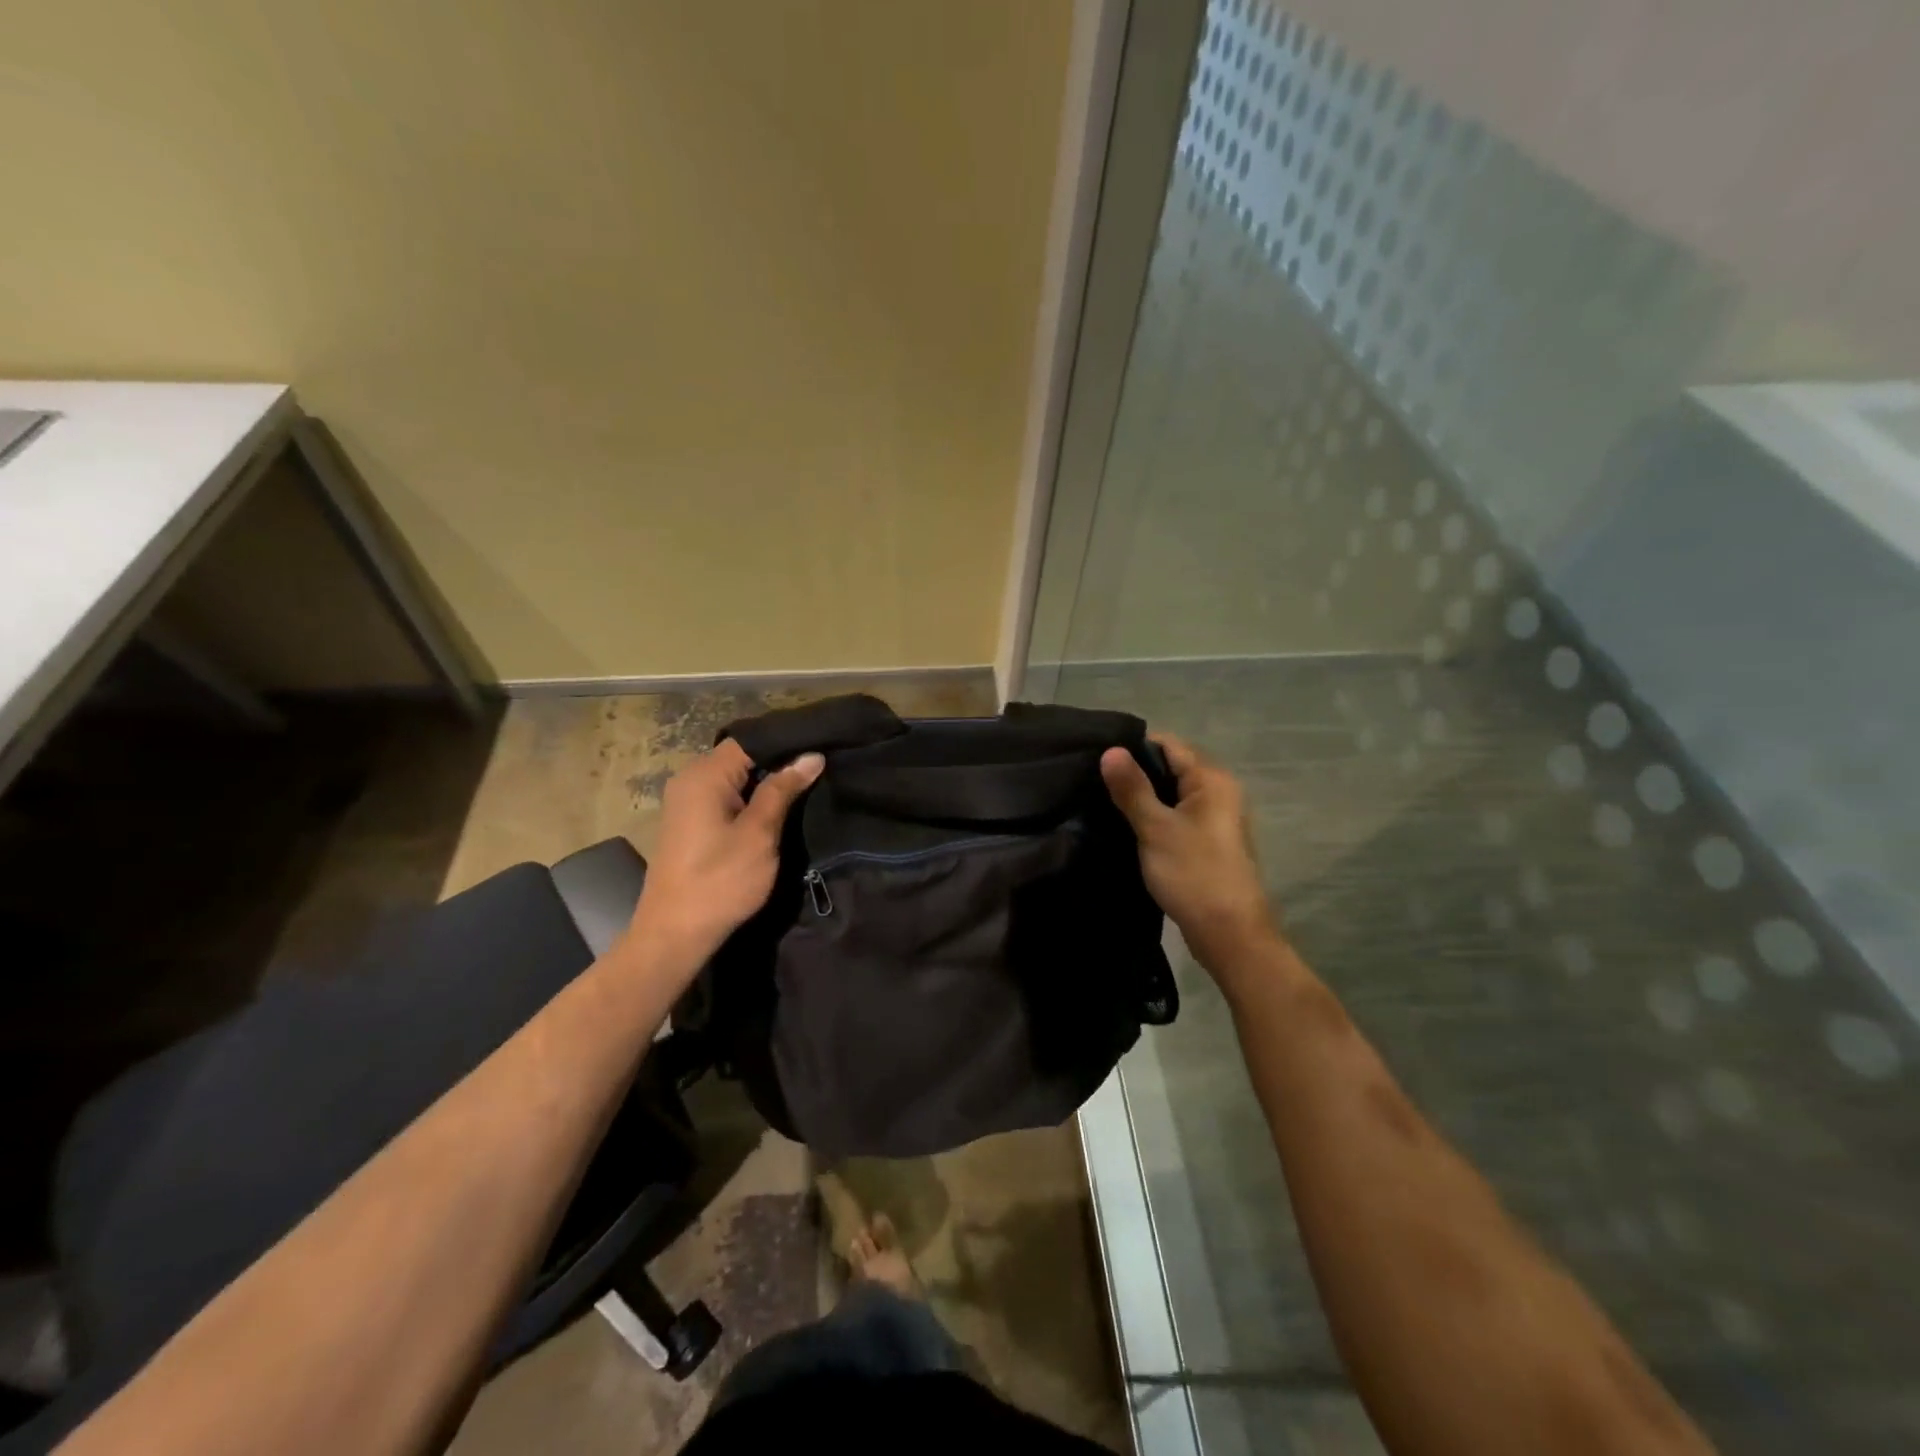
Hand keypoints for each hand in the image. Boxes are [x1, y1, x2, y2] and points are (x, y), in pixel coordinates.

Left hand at [627, 740, 823, 971]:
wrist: (675, 934)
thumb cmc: (720, 881)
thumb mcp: (759, 834)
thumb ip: (783, 790)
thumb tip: (811, 756)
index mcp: (704, 775)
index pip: (751, 740)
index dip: (787, 743)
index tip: (821, 748)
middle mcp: (690, 779)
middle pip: (741, 757)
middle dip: (779, 762)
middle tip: (820, 768)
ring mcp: (686, 801)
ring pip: (735, 778)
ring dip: (766, 783)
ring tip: (807, 785)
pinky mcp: (690, 822)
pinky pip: (725, 796)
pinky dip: (750, 799)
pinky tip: (776, 808)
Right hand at [1101, 735, 1275, 971]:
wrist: (1229, 934)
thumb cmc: (1193, 874)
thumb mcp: (1155, 828)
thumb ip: (1132, 788)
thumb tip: (1110, 750)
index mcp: (1211, 779)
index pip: (1168, 744)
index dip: (1132, 747)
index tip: (1097, 758)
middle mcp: (1219, 791)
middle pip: (1171, 767)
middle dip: (1135, 773)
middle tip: (1094, 781)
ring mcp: (1216, 818)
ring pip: (1172, 794)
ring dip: (1143, 797)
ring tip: (1104, 803)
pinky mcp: (1208, 842)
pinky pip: (1177, 816)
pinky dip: (1154, 817)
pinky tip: (1128, 828)